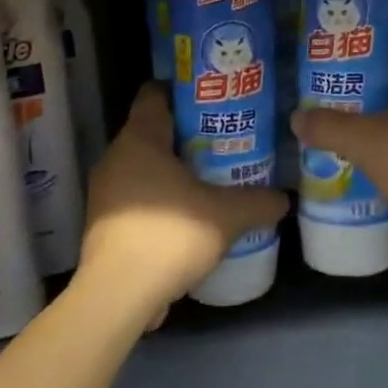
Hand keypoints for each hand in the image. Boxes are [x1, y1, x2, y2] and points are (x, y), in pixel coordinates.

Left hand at [79, 84, 287, 321]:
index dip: (183, 91)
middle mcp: (116, 156)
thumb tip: (284, 199)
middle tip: (224, 140)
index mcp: (140, 138)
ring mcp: (105, 191)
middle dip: (187, 134)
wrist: (117, 296)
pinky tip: (188, 215)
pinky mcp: (103, 222)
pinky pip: (135, 195)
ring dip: (173, 169)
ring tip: (211, 178)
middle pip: (152, 129)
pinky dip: (159, 197)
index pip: (155, 93)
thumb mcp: (227, 216)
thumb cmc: (170, 236)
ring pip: (143, 165)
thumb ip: (259, 202)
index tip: (213, 100)